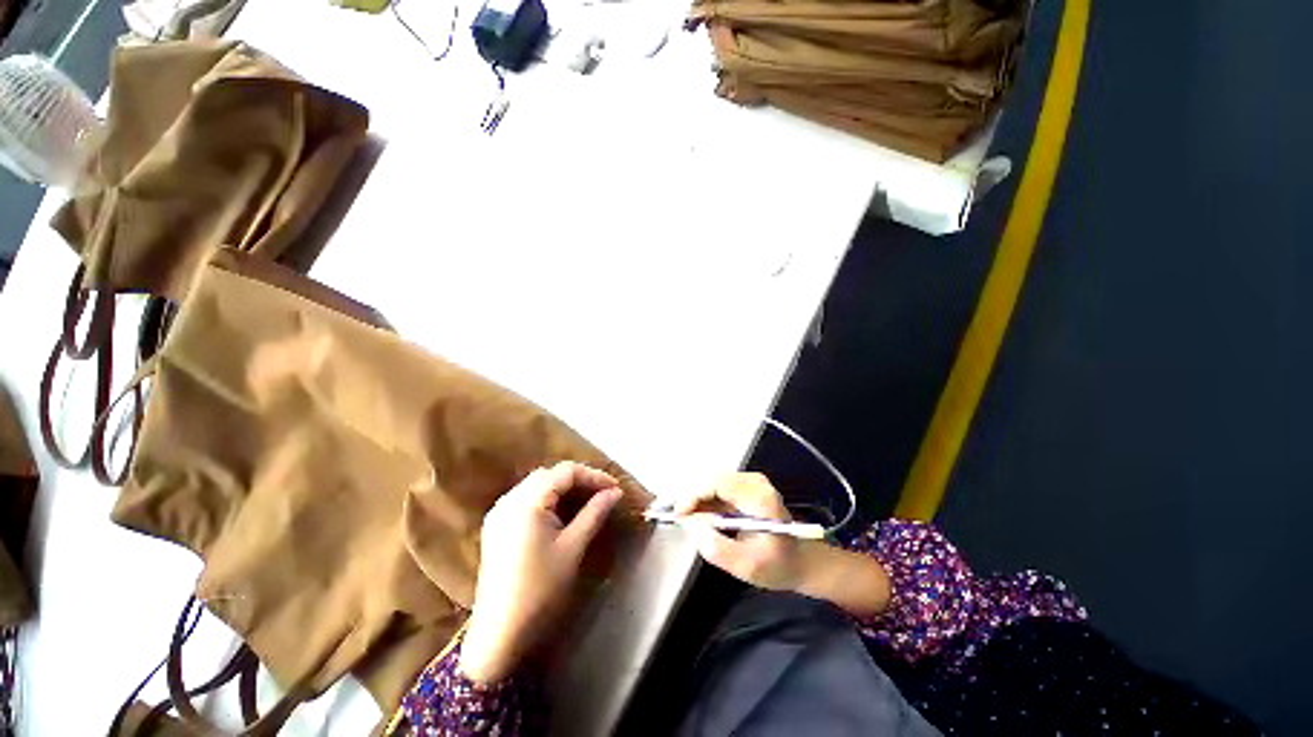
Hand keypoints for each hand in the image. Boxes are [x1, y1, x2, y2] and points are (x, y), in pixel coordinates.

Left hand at [459, 461, 622, 683]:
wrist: (500, 632)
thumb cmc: (540, 589)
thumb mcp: (572, 547)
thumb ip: (594, 513)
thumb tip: (615, 492)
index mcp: (527, 502)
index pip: (566, 472)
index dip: (593, 475)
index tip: (614, 488)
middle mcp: (509, 500)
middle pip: (550, 474)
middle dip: (578, 479)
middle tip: (601, 493)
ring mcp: (499, 512)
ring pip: (537, 484)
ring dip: (562, 488)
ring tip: (586, 500)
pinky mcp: (495, 526)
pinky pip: (525, 498)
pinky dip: (547, 498)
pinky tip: (560, 513)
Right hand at [677, 473, 890, 617]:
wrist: (804, 561)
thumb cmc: (779, 566)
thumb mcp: (747, 566)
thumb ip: (716, 548)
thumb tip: (690, 525)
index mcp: (759, 497)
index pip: (717, 483)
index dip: (693, 495)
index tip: (678, 514)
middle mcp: (754, 482)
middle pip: (712, 480)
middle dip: (691, 498)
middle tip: (676, 519)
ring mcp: (750, 482)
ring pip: (712, 483)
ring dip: (696, 499)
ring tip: (684, 520)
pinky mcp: (746, 487)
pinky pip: (718, 488)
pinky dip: (704, 501)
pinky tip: (698, 517)